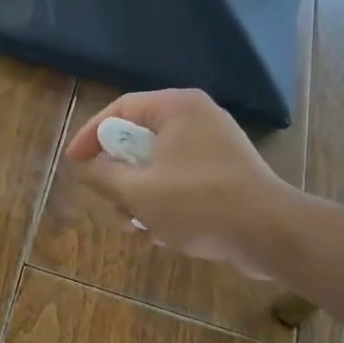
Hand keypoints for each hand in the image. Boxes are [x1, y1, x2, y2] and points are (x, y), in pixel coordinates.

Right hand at [66, 89, 286, 278]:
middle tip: (106, 199)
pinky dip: (165, 199)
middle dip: (119, 174)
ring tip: (134, 227)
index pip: (120, 109)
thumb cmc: (199, 204)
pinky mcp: (226, 172)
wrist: (271, 234)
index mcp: (177, 107)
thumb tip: (93, 167)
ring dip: (140, 194)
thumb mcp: (139, 192)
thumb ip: (105, 175)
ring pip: (159, 163)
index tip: (73, 162)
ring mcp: (215, 145)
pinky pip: (182, 178)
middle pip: (139, 137)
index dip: (90, 135)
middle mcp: (197, 117)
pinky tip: (158, 235)